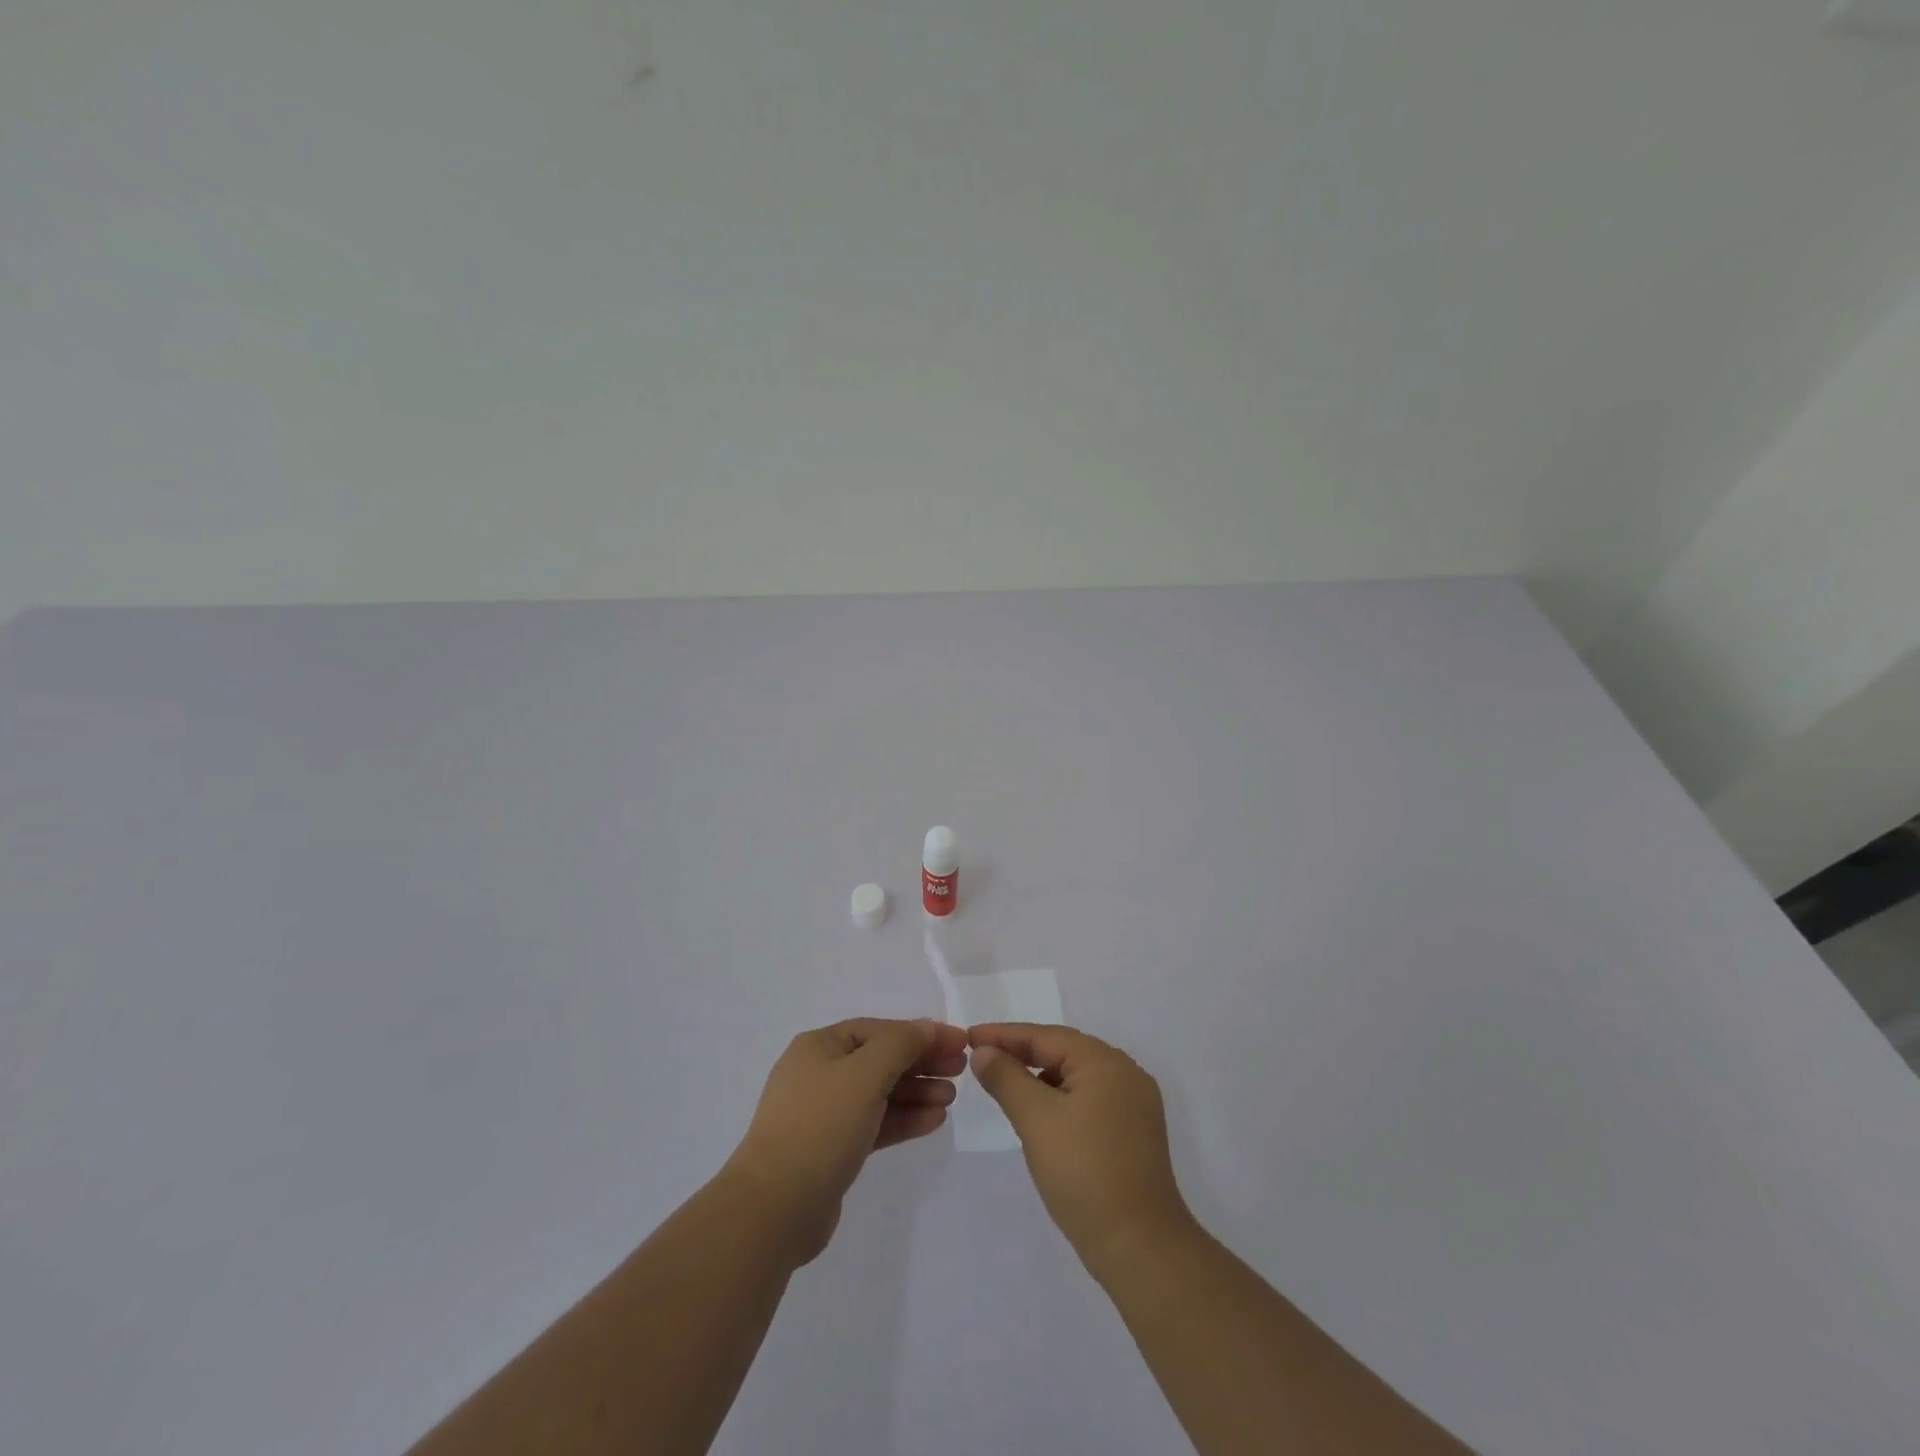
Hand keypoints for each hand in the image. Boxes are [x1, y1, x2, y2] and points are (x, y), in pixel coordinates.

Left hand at [726, 1018, 967, 1265]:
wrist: (773, 1208)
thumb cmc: (820, 1127)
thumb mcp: (865, 1074)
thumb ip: (900, 1045)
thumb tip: (926, 1027)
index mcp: (820, 1047)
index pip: (880, 1030)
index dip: (921, 1033)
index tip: (959, 1042)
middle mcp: (820, 1073)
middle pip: (881, 1059)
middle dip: (921, 1063)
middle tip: (960, 1070)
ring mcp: (824, 1113)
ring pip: (880, 1093)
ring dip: (916, 1092)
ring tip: (951, 1098)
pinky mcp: (831, 1149)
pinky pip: (874, 1123)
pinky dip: (903, 1119)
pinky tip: (934, 1121)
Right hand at [969, 1023, 1193, 1273]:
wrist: (1140, 1248)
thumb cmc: (1084, 1174)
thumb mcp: (1036, 1120)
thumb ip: (1006, 1078)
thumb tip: (983, 1051)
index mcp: (1106, 1062)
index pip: (1046, 1036)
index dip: (1004, 1035)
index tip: (969, 1036)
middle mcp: (1126, 1074)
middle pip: (1063, 1051)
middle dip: (1021, 1053)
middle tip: (982, 1058)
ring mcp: (1135, 1105)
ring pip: (1076, 1077)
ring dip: (1040, 1077)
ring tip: (1004, 1084)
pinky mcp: (1134, 1133)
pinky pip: (1089, 1099)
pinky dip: (1060, 1099)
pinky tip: (1039, 1114)